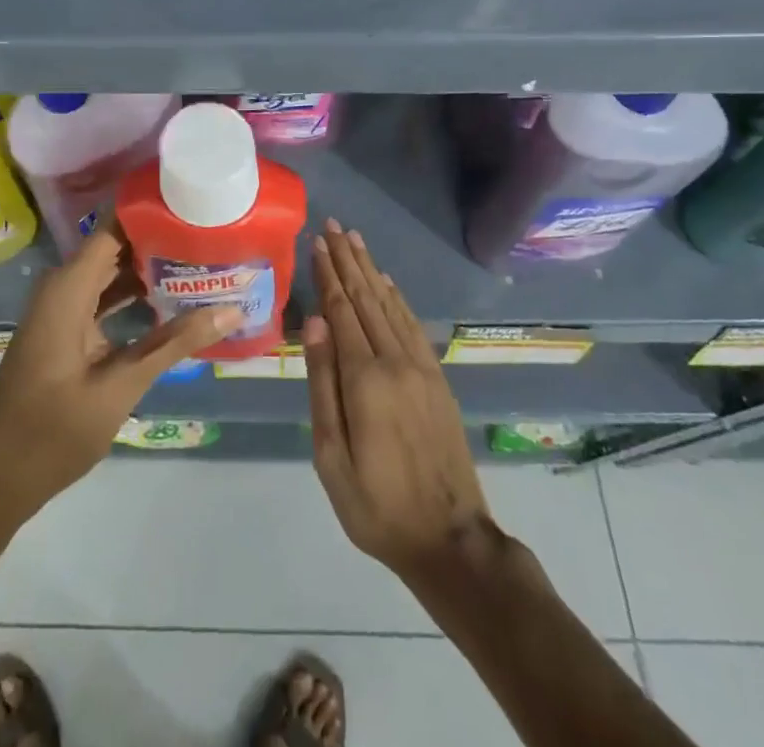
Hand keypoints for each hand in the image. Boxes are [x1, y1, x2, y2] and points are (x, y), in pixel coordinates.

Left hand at [0, 219, 239, 521]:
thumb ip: (174, 344)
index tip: (194, 202)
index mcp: (69, 287)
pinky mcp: (67, 330)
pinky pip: (104, 298)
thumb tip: (231, 310)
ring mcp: (63, 309)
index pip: (115, 227)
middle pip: (117, 247)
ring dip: (151, 270)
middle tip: (211, 233)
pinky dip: (135, 297)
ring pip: (112, 273)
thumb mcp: (121, 386)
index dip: (152, 211)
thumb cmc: (53, 430)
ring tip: (202, 260)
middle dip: (160, 240)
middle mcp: (64, 287)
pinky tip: (173, 301)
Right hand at [304, 219, 493, 579]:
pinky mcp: (436, 378)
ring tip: (355, 240)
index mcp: (364, 379)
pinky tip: (387, 282)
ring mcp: (420, 368)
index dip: (328, 275)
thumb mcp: (332, 456)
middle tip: (333, 225)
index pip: (341, 311)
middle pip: (366, 298)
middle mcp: (394, 361)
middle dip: (347, 259)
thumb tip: (315, 322)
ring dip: (370, 269)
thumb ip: (323, 384)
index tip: (316, 242)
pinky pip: (412, 325)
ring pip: (389, 305)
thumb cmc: (376, 504)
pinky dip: (397, 298)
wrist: (449, 539)